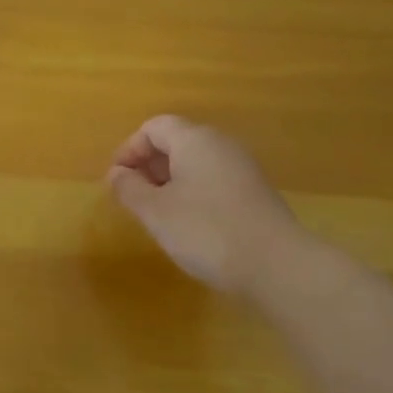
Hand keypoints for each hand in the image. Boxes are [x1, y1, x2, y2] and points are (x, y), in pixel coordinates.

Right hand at [107, 115, 302, 295]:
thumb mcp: (156, 212)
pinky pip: (213, 180)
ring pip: (195, 162)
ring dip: (169, 180)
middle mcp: (221, 145)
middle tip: (132, 197)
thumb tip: (116, 174)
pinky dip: (192, 192)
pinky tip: (188, 224)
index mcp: (194, 140)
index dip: (129, 149)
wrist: (276, 265)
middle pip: (176, 141)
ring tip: (156, 213)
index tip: (116, 180)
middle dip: (148, 165)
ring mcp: (242, 168)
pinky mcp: (254, 192)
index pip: (154, 127)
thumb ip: (129, 189)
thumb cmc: (206, 231)